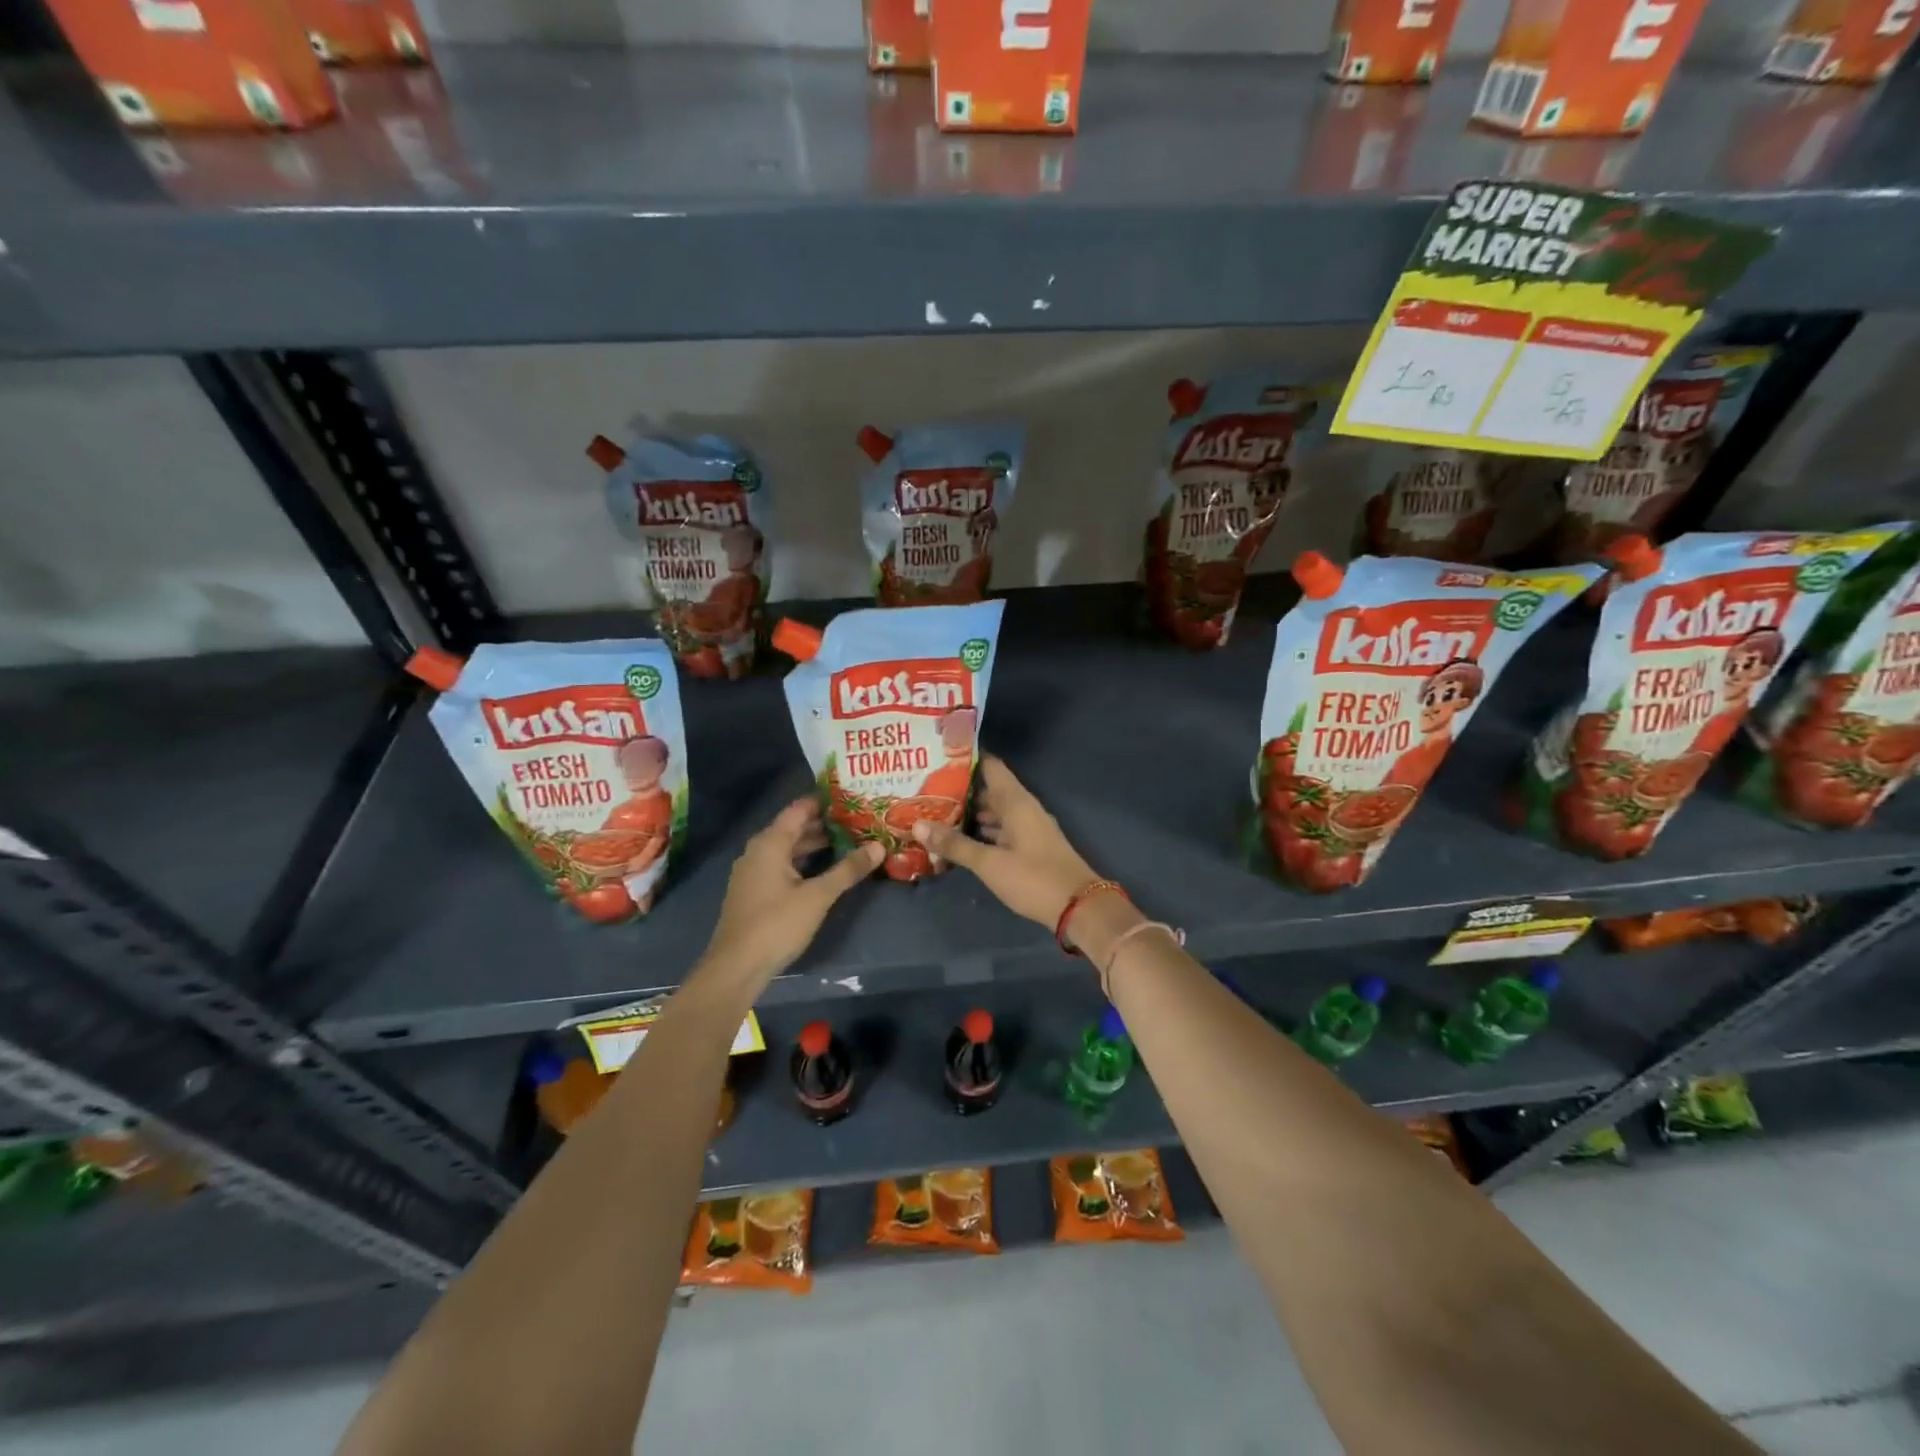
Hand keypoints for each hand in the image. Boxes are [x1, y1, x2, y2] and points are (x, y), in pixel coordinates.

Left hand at [697, 799, 881, 988]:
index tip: (852, 796)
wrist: (736, 967)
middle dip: (824, 824)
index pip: (799, 809)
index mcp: (770, 843)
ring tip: (848, 841)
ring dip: (815, 844)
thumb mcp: (818, 896)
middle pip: (794, 828)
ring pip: (788, 848)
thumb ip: (848, 869)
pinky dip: (803, 861)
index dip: (824, 801)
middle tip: (857, 819)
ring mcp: (753, 872)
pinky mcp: (754, 891)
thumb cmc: (776, 924)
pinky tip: (825, 869)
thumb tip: (879, 846)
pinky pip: (782, 865)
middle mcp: (758, 851)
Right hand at [912, 755, 1099, 930]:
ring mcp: (1029, 829)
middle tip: (925, 789)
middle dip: (960, 790)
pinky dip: (982, 832)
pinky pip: (1001, 831)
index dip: (966, 758)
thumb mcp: (990, 863)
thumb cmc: (1034, 878)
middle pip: (989, 790)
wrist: (1079, 908)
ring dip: (970, 813)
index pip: (990, 766)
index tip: (938, 754)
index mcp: (1016, 802)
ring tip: (935, 813)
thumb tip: (917, 825)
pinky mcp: (1030, 848)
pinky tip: (961, 841)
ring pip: (995, 813)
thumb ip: (955, 844)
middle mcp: (1023, 809)